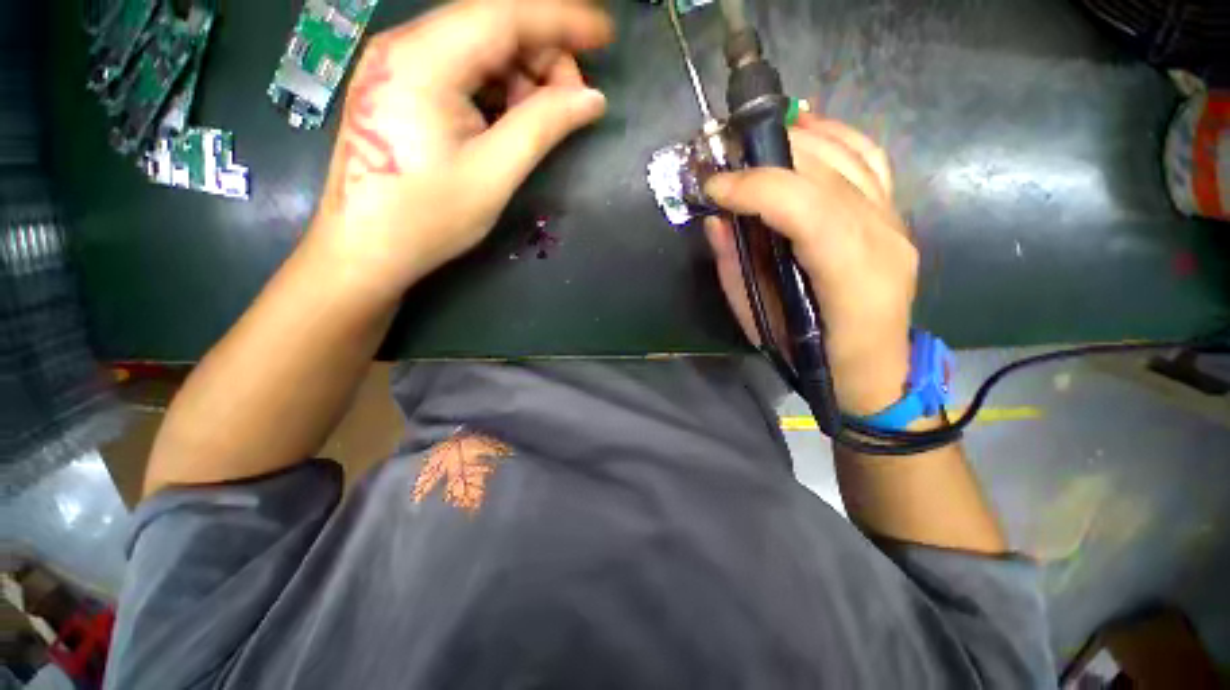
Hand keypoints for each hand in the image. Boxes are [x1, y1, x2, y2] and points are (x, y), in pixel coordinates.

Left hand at [309, 0, 613, 298]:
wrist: (365, 250)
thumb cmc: (427, 218)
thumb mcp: (494, 173)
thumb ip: (544, 126)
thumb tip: (592, 100)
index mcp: (424, 61)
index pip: (505, 15)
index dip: (561, 20)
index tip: (604, 33)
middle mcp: (405, 46)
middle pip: (491, 25)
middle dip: (542, 55)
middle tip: (572, 102)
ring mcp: (398, 65)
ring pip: (478, 46)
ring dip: (521, 74)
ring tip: (541, 118)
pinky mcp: (400, 87)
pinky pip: (461, 69)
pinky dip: (496, 86)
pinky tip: (510, 119)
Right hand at [703, 114, 917, 414]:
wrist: (872, 368)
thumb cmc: (810, 355)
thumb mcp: (760, 322)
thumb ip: (736, 269)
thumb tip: (717, 220)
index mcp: (852, 277)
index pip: (809, 209)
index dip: (758, 189)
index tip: (715, 187)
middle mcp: (883, 238)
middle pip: (828, 174)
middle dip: (768, 157)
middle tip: (724, 158)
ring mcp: (895, 220)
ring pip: (850, 155)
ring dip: (798, 137)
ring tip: (754, 139)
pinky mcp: (893, 214)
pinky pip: (868, 158)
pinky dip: (834, 135)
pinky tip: (805, 126)